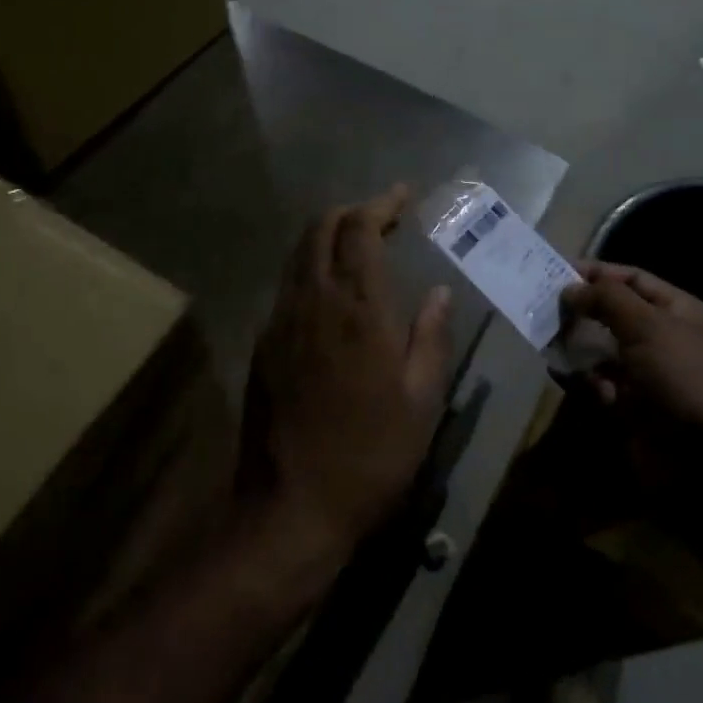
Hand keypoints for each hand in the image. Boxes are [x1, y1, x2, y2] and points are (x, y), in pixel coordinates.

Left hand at [241, 185, 453, 556]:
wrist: (291, 506)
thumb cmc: (370, 455)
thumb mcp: (421, 401)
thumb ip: (430, 338)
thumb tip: (439, 293)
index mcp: (357, 308)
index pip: (360, 229)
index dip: (381, 203)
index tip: (403, 195)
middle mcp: (313, 301)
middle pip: (320, 228)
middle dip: (351, 211)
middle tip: (382, 216)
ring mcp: (281, 321)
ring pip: (298, 254)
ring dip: (327, 236)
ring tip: (357, 244)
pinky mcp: (263, 344)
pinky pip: (288, 285)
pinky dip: (311, 268)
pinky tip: (330, 292)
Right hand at [561, 262, 702, 481]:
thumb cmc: (685, 377)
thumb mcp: (648, 326)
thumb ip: (606, 299)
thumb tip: (570, 288)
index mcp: (677, 312)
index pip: (632, 279)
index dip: (597, 273)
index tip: (555, 272)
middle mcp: (662, 339)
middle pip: (612, 314)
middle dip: (579, 310)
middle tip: (541, 308)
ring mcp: (647, 376)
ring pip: (600, 350)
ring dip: (574, 345)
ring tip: (545, 341)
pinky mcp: (631, 409)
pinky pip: (597, 385)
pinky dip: (579, 379)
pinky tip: (561, 375)